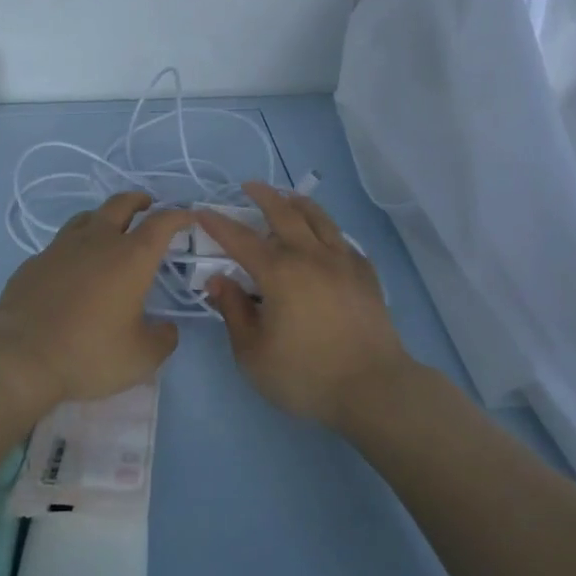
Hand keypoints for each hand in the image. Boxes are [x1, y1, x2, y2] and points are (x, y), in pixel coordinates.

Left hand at [0, 191, 188, 411]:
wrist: (20, 357)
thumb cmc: (89, 353)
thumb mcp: (140, 358)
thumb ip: (162, 339)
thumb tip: (167, 329)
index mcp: (131, 257)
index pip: (161, 222)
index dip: (178, 215)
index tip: (187, 216)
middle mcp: (97, 242)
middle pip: (120, 204)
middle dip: (138, 201)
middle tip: (147, 205)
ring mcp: (61, 248)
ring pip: (86, 217)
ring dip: (103, 218)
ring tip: (109, 230)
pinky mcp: (34, 262)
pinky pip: (60, 245)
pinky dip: (74, 248)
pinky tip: (72, 269)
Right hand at [197, 184, 413, 429]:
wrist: (373, 390)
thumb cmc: (306, 376)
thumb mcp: (253, 354)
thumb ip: (233, 312)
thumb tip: (218, 280)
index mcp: (279, 273)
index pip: (240, 239)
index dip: (218, 224)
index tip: (202, 211)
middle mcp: (310, 256)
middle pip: (284, 214)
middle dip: (263, 196)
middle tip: (249, 186)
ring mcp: (343, 262)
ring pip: (319, 219)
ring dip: (299, 203)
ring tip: (288, 197)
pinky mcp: (366, 275)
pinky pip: (343, 241)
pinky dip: (328, 230)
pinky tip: (326, 237)